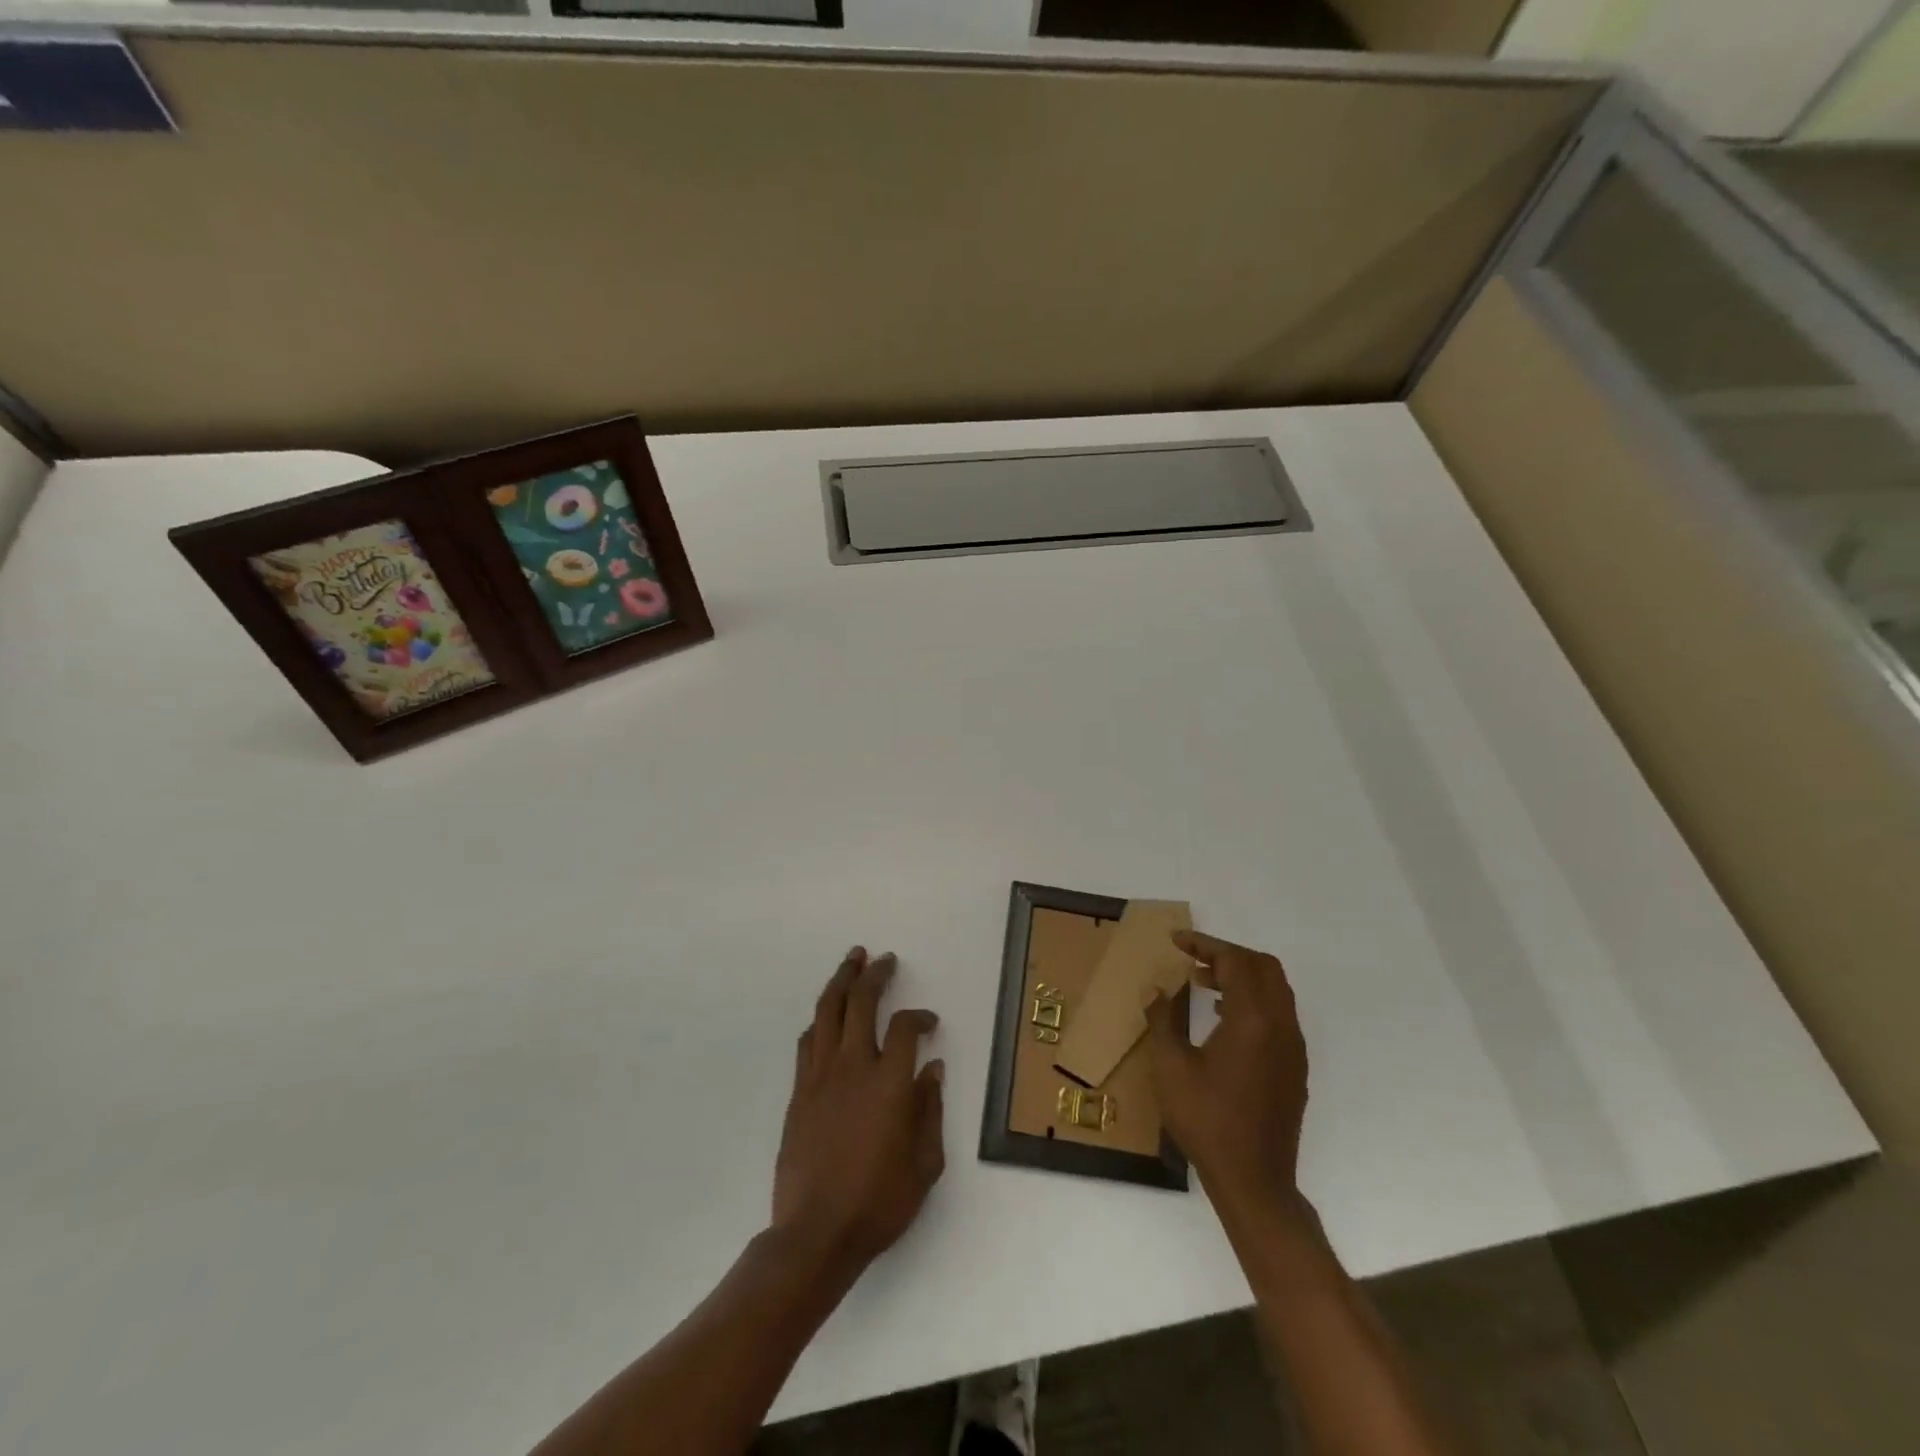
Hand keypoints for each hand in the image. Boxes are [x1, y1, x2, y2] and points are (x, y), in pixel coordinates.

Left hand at [771, 947, 945, 1271]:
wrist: (816, 1234)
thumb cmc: (879, 1203)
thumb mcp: (925, 1164)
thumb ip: (930, 1109)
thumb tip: (932, 1069)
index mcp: (889, 1084)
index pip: (906, 1028)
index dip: (920, 1017)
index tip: (930, 1022)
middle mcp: (853, 1067)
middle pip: (861, 1002)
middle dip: (874, 974)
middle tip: (884, 959)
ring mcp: (820, 1077)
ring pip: (827, 1011)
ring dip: (841, 981)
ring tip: (852, 962)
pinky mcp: (799, 1092)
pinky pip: (808, 1041)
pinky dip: (821, 1020)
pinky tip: (827, 1015)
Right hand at [1146, 931, 1309, 1221]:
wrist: (1254, 1181)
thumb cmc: (1207, 1121)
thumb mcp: (1170, 1067)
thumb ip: (1163, 1019)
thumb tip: (1157, 989)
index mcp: (1252, 1020)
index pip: (1234, 961)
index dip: (1204, 944)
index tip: (1176, 941)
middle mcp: (1280, 1026)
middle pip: (1263, 967)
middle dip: (1228, 954)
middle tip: (1193, 958)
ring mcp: (1292, 1048)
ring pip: (1275, 989)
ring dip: (1242, 976)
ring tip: (1203, 983)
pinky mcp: (1294, 1067)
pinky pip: (1279, 1014)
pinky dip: (1254, 1000)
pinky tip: (1223, 1019)